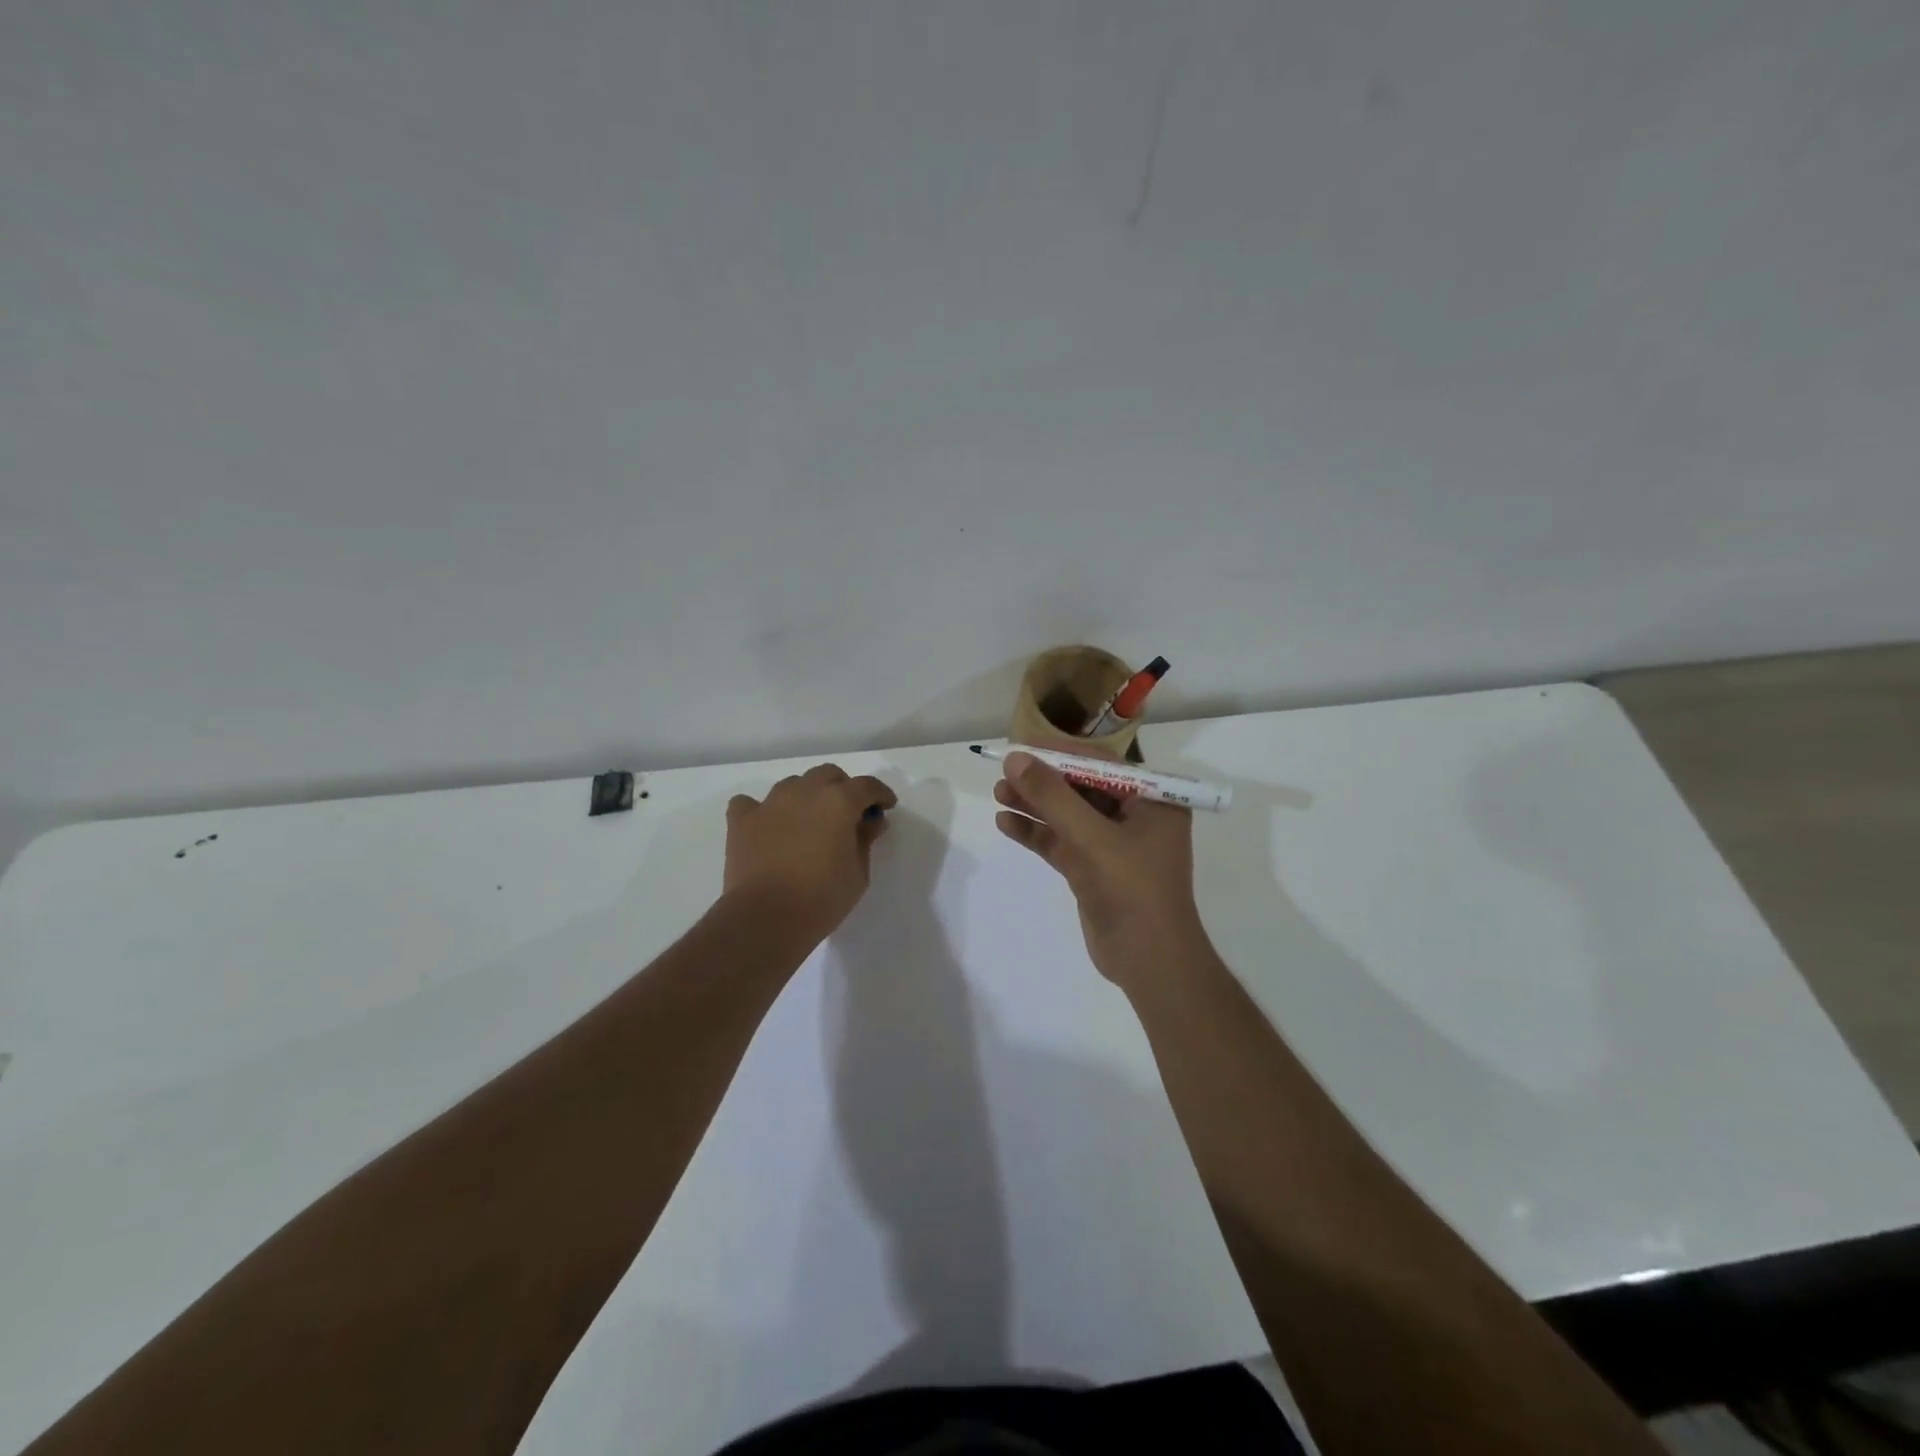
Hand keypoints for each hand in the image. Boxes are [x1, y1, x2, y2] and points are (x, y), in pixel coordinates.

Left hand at [725, 764, 896, 943]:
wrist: (766, 917)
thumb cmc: (823, 897)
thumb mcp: (859, 872)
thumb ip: (865, 840)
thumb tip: (871, 821)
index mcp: (839, 801)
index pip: (866, 785)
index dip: (880, 794)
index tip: (886, 806)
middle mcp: (805, 792)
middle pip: (828, 775)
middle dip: (842, 788)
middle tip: (848, 814)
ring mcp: (770, 803)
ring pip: (793, 784)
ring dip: (806, 795)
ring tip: (809, 821)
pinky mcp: (742, 820)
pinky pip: (750, 803)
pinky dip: (761, 810)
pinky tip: (768, 826)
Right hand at [993, 746, 1209, 989]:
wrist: (1149, 962)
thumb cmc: (1132, 890)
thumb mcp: (1091, 838)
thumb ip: (1052, 797)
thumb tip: (1015, 760)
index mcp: (1151, 800)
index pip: (1101, 764)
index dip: (1060, 753)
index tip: (1022, 746)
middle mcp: (1134, 817)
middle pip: (1080, 788)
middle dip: (1042, 781)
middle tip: (1003, 773)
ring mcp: (1112, 845)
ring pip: (1067, 815)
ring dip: (1034, 805)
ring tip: (997, 794)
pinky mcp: (1093, 870)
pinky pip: (1061, 842)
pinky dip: (1036, 833)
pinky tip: (1006, 823)